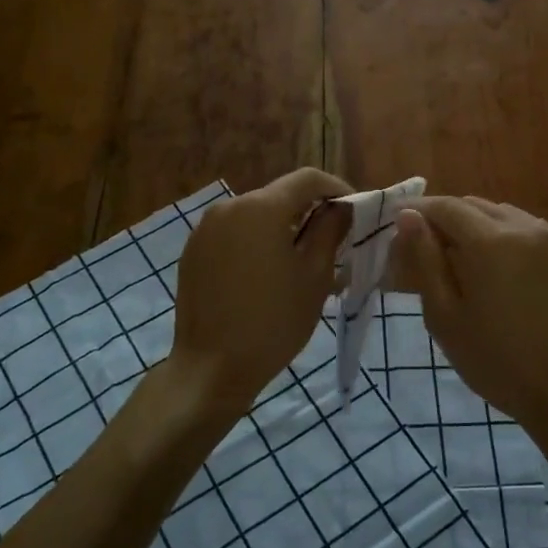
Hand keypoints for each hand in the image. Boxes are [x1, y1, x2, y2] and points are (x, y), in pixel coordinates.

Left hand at [171, 167, 352, 412]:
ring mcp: (205, 229)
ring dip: (283, 228)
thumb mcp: (315, 276)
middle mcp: (228, 207)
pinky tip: (267, 275)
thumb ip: (331, 231)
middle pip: (279, 195)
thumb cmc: (273, 322)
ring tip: (301, 263)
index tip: (354, 213)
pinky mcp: (193, 252)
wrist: (211, 368)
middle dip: (310, 212)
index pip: (308, 179)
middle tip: (333, 243)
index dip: (337, 189)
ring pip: (256, 215)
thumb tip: (342, 207)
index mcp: (261, 207)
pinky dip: (256, 243)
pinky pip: (234, 234)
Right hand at [389, 195, 547, 459]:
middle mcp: (524, 228)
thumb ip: (425, 260)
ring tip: (462, 256)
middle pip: (475, 206)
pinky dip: (506, 236)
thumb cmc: (496, 361)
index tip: (398, 223)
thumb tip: (408, 217)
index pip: (445, 207)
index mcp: (489, 241)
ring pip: (504, 214)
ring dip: (477, 224)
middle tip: (426, 245)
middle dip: (446, 217)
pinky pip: (531, 231)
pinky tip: (500, 267)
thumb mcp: (445, 316)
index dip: (418, 211)